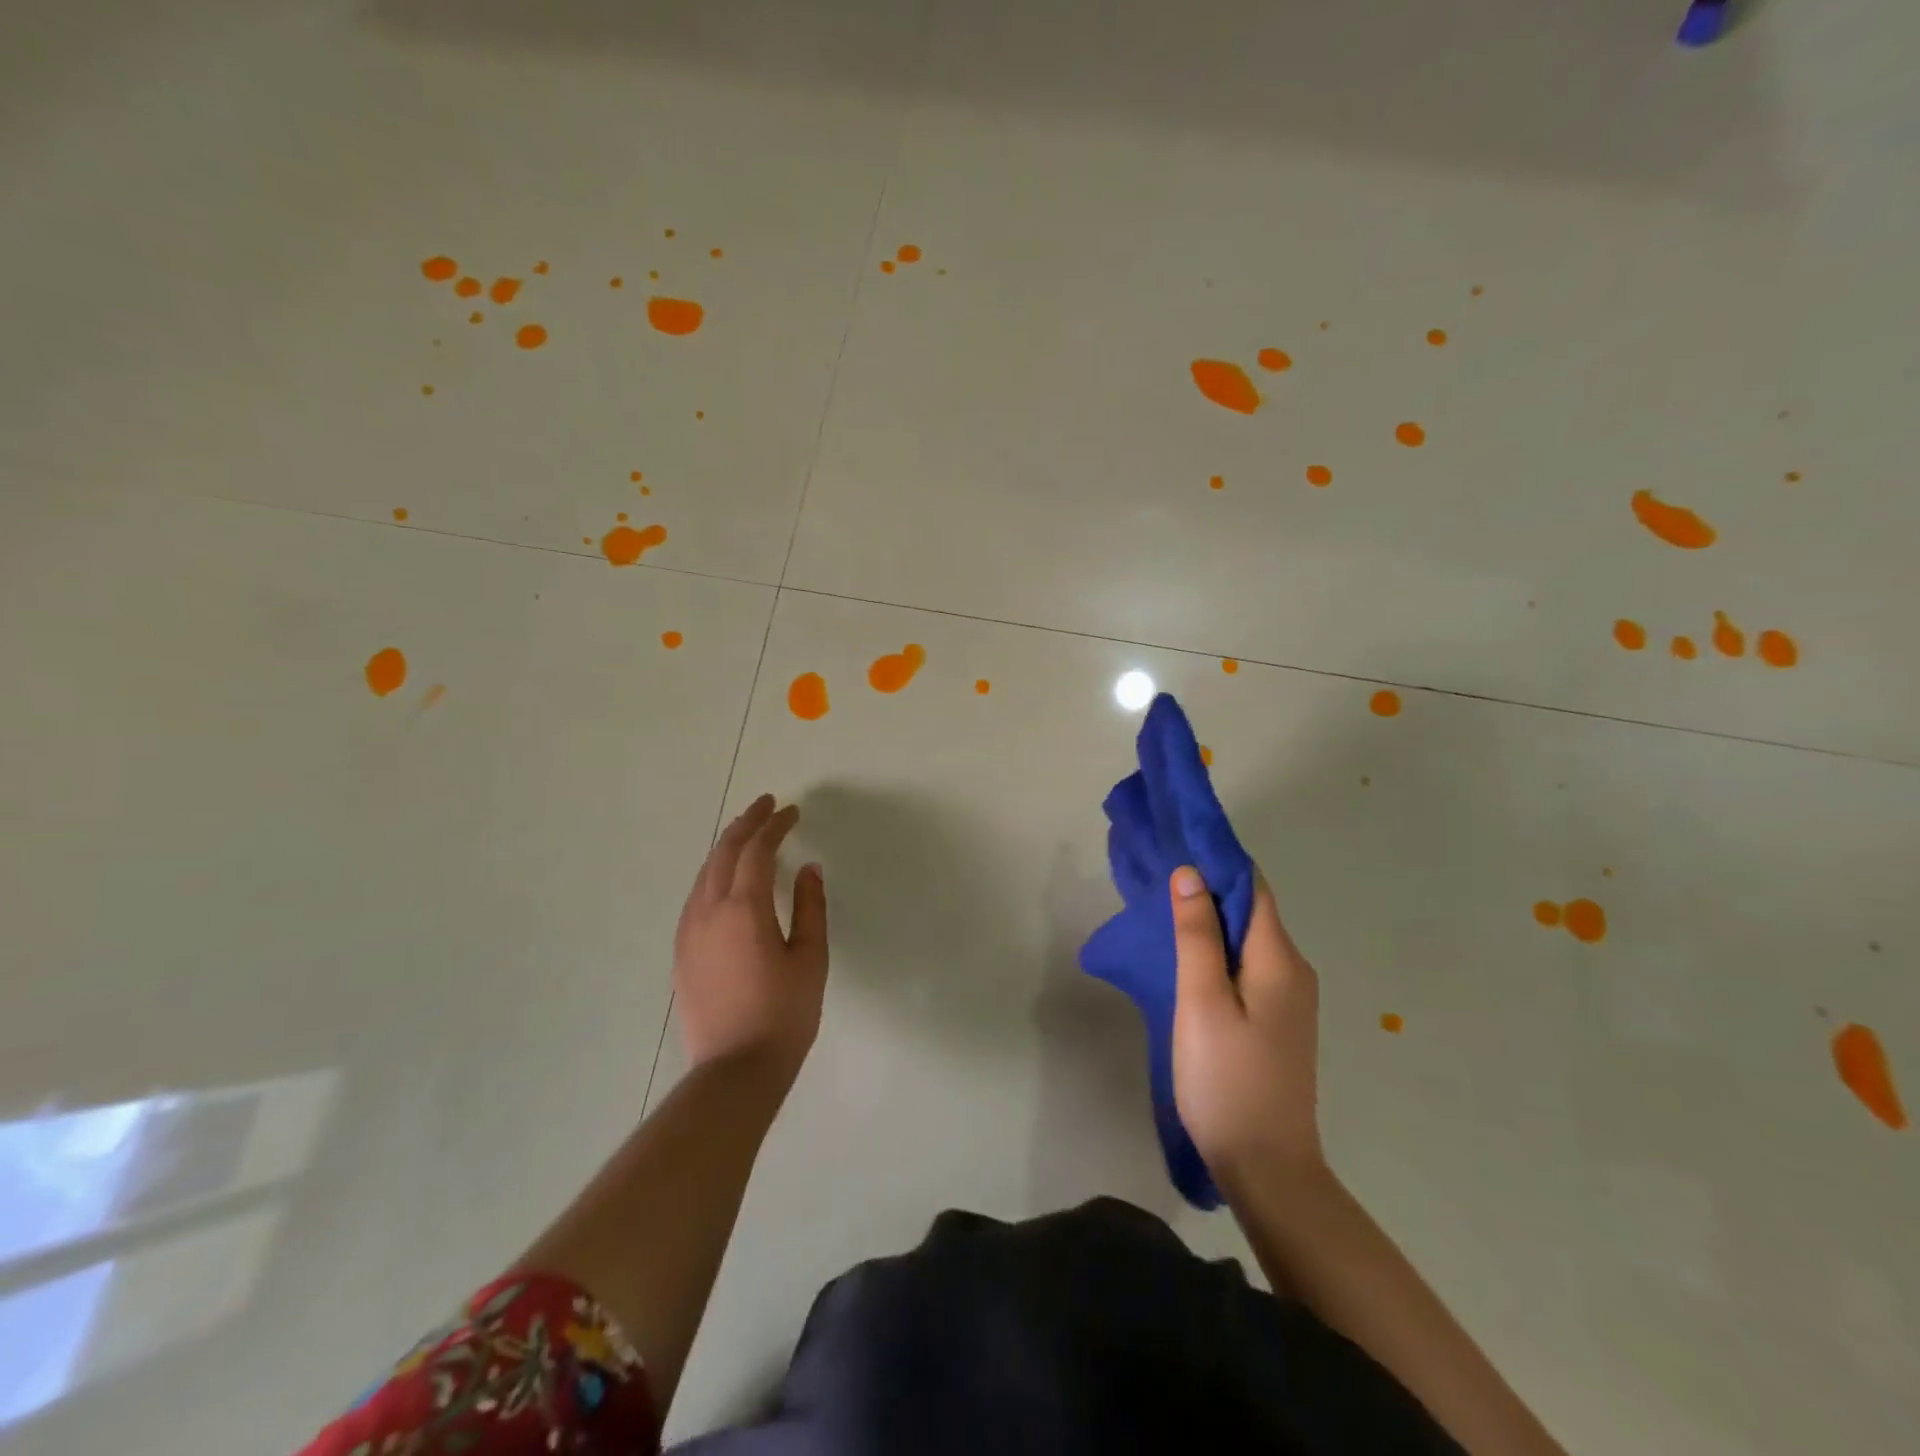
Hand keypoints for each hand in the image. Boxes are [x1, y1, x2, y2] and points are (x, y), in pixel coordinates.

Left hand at [673, 794, 828, 1083]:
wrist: (734, 1071)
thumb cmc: (784, 1014)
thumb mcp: (810, 959)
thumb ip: (810, 908)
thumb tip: (809, 870)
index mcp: (744, 908)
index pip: (757, 850)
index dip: (774, 825)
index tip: (791, 811)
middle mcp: (708, 911)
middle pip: (723, 853)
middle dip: (745, 824)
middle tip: (765, 806)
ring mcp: (689, 932)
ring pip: (704, 873)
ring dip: (726, 847)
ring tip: (746, 834)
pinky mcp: (681, 952)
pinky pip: (695, 896)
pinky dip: (713, 873)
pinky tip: (724, 879)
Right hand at [1170, 864, 1324, 1184]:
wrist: (1267, 1167)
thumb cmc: (1227, 1078)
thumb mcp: (1202, 1001)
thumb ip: (1197, 936)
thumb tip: (1191, 874)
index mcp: (1279, 959)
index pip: (1252, 888)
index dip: (1217, 863)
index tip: (1177, 848)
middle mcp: (1293, 970)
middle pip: (1252, 911)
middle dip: (1209, 890)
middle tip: (1158, 881)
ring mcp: (1289, 999)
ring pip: (1248, 940)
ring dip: (1211, 922)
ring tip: (1165, 914)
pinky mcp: (1277, 1021)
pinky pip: (1248, 967)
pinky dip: (1219, 951)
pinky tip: (1189, 960)